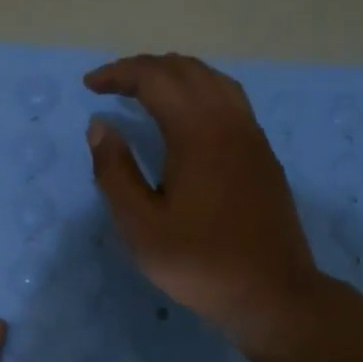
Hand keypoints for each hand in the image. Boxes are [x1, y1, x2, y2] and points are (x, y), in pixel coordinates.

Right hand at [84, 53, 326, 355]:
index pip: (155, 79)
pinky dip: (200, 90)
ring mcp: (252, 136)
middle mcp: (229, 121)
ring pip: (213, 80)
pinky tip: (188, 115)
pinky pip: (230, 99)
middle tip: (112, 84)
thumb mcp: (141, 226)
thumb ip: (116, 172)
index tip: (90, 85)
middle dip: (144, 68)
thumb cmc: (200, 263)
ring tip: (147, 90)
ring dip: (176, 74)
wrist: (272, 293)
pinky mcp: (263, 154)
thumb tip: (100, 126)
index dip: (119, 74)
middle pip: (186, 70)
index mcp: (197, 133)